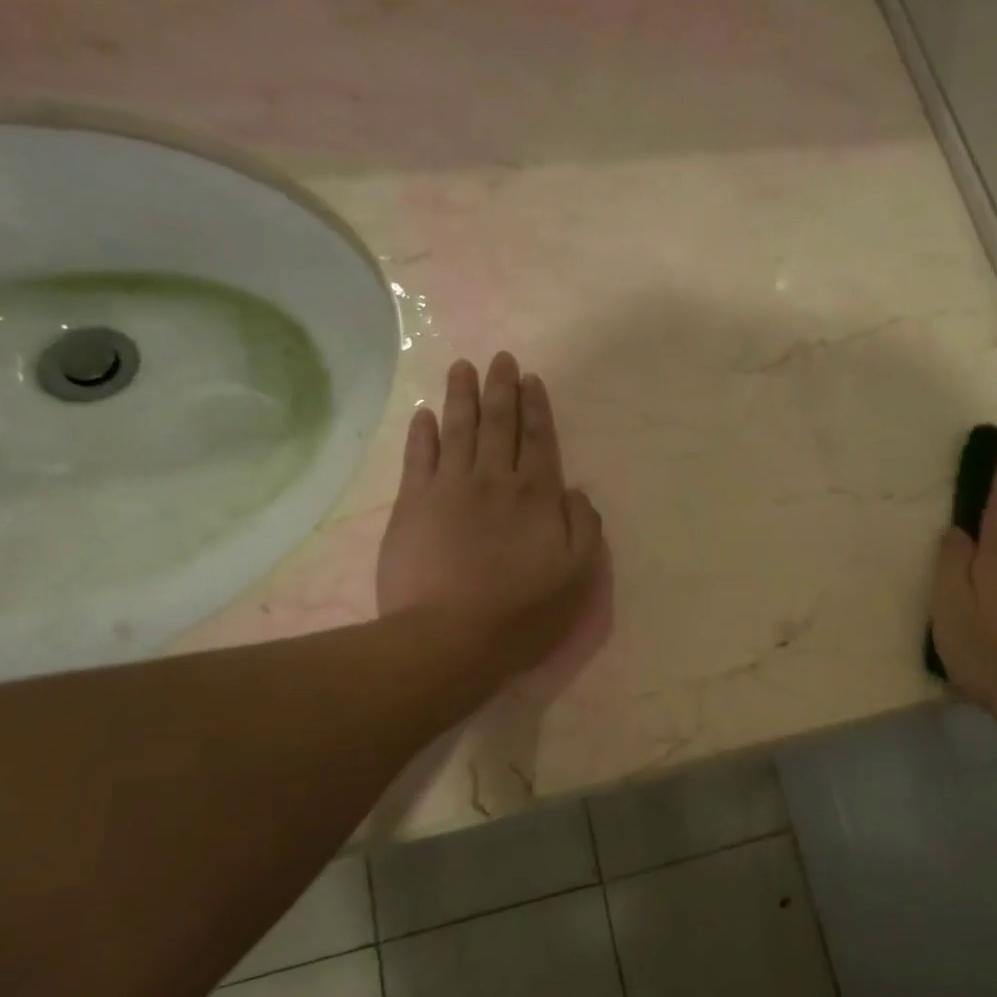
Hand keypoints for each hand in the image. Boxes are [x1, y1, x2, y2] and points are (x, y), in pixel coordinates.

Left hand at [376, 353, 603, 679]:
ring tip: (463, 366)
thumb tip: (576, 492)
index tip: (531, 379)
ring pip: (458, 429)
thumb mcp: (576, 576)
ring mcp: (449, 488)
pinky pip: (419, 456)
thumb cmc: (521, 613)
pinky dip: (423, 431)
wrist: (448, 637)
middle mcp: (494, 480)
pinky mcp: (412, 504)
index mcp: (536, 495)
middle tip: (500, 359)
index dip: (536, 408)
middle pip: (498, 424)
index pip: (539, 440)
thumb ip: (584, 528)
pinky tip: (425, 413)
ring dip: (462, 395)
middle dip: (501, 389)